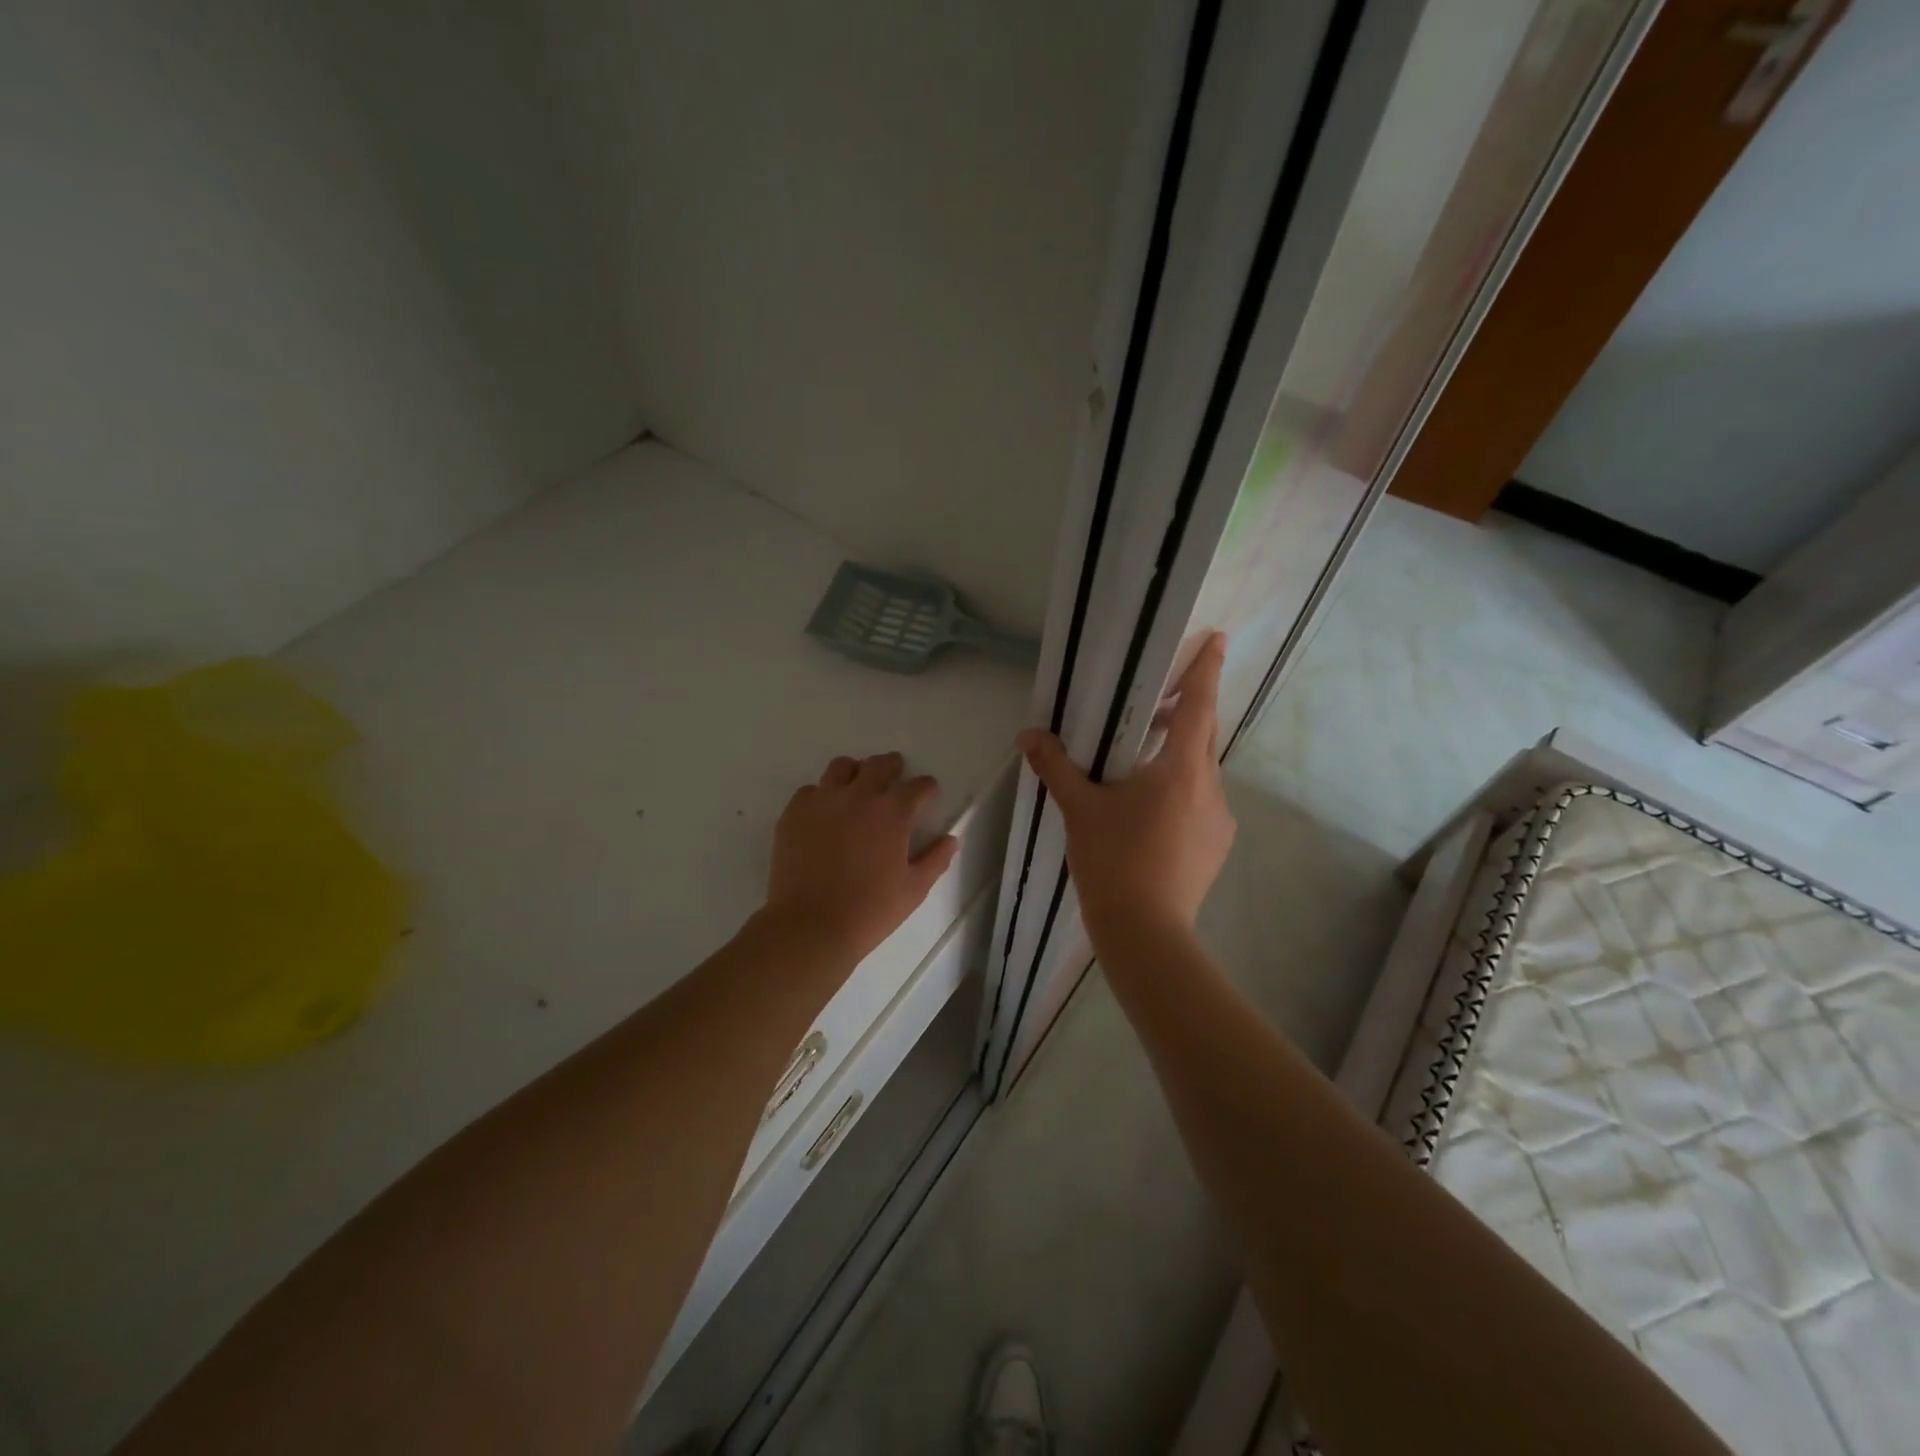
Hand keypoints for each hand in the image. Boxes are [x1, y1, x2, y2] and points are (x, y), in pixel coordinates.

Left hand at [762, 752, 959, 964]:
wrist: (810, 926)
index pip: (917, 786)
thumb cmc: (870, 910)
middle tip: (895, 775)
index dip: (926, 787)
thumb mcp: (914, 889)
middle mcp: (859, 796)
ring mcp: (823, 801)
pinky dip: (822, 795)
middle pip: (879, 765)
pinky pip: (810, 790)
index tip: (927, 792)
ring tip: (857, 787)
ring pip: (841, 767)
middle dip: (892, 766)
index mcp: (893, 812)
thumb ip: (935, 859)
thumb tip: (950, 839)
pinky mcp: (794, 813)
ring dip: (855, 772)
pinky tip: (824, 813)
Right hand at [1019, 632, 1234, 946]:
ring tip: (1140, 767)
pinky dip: (1181, 792)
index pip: (1199, 707)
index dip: (1207, 671)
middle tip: (1158, 704)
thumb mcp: (1080, 809)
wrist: (1145, 931)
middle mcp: (1209, 787)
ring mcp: (1218, 819)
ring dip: (1178, 758)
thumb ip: (1056, 766)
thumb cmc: (1113, 860)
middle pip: (1203, 736)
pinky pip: (1201, 803)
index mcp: (1181, 769)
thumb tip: (1029, 736)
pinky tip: (1150, 814)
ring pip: (1200, 773)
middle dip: (1186, 713)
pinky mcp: (1215, 845)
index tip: (1218, 641)